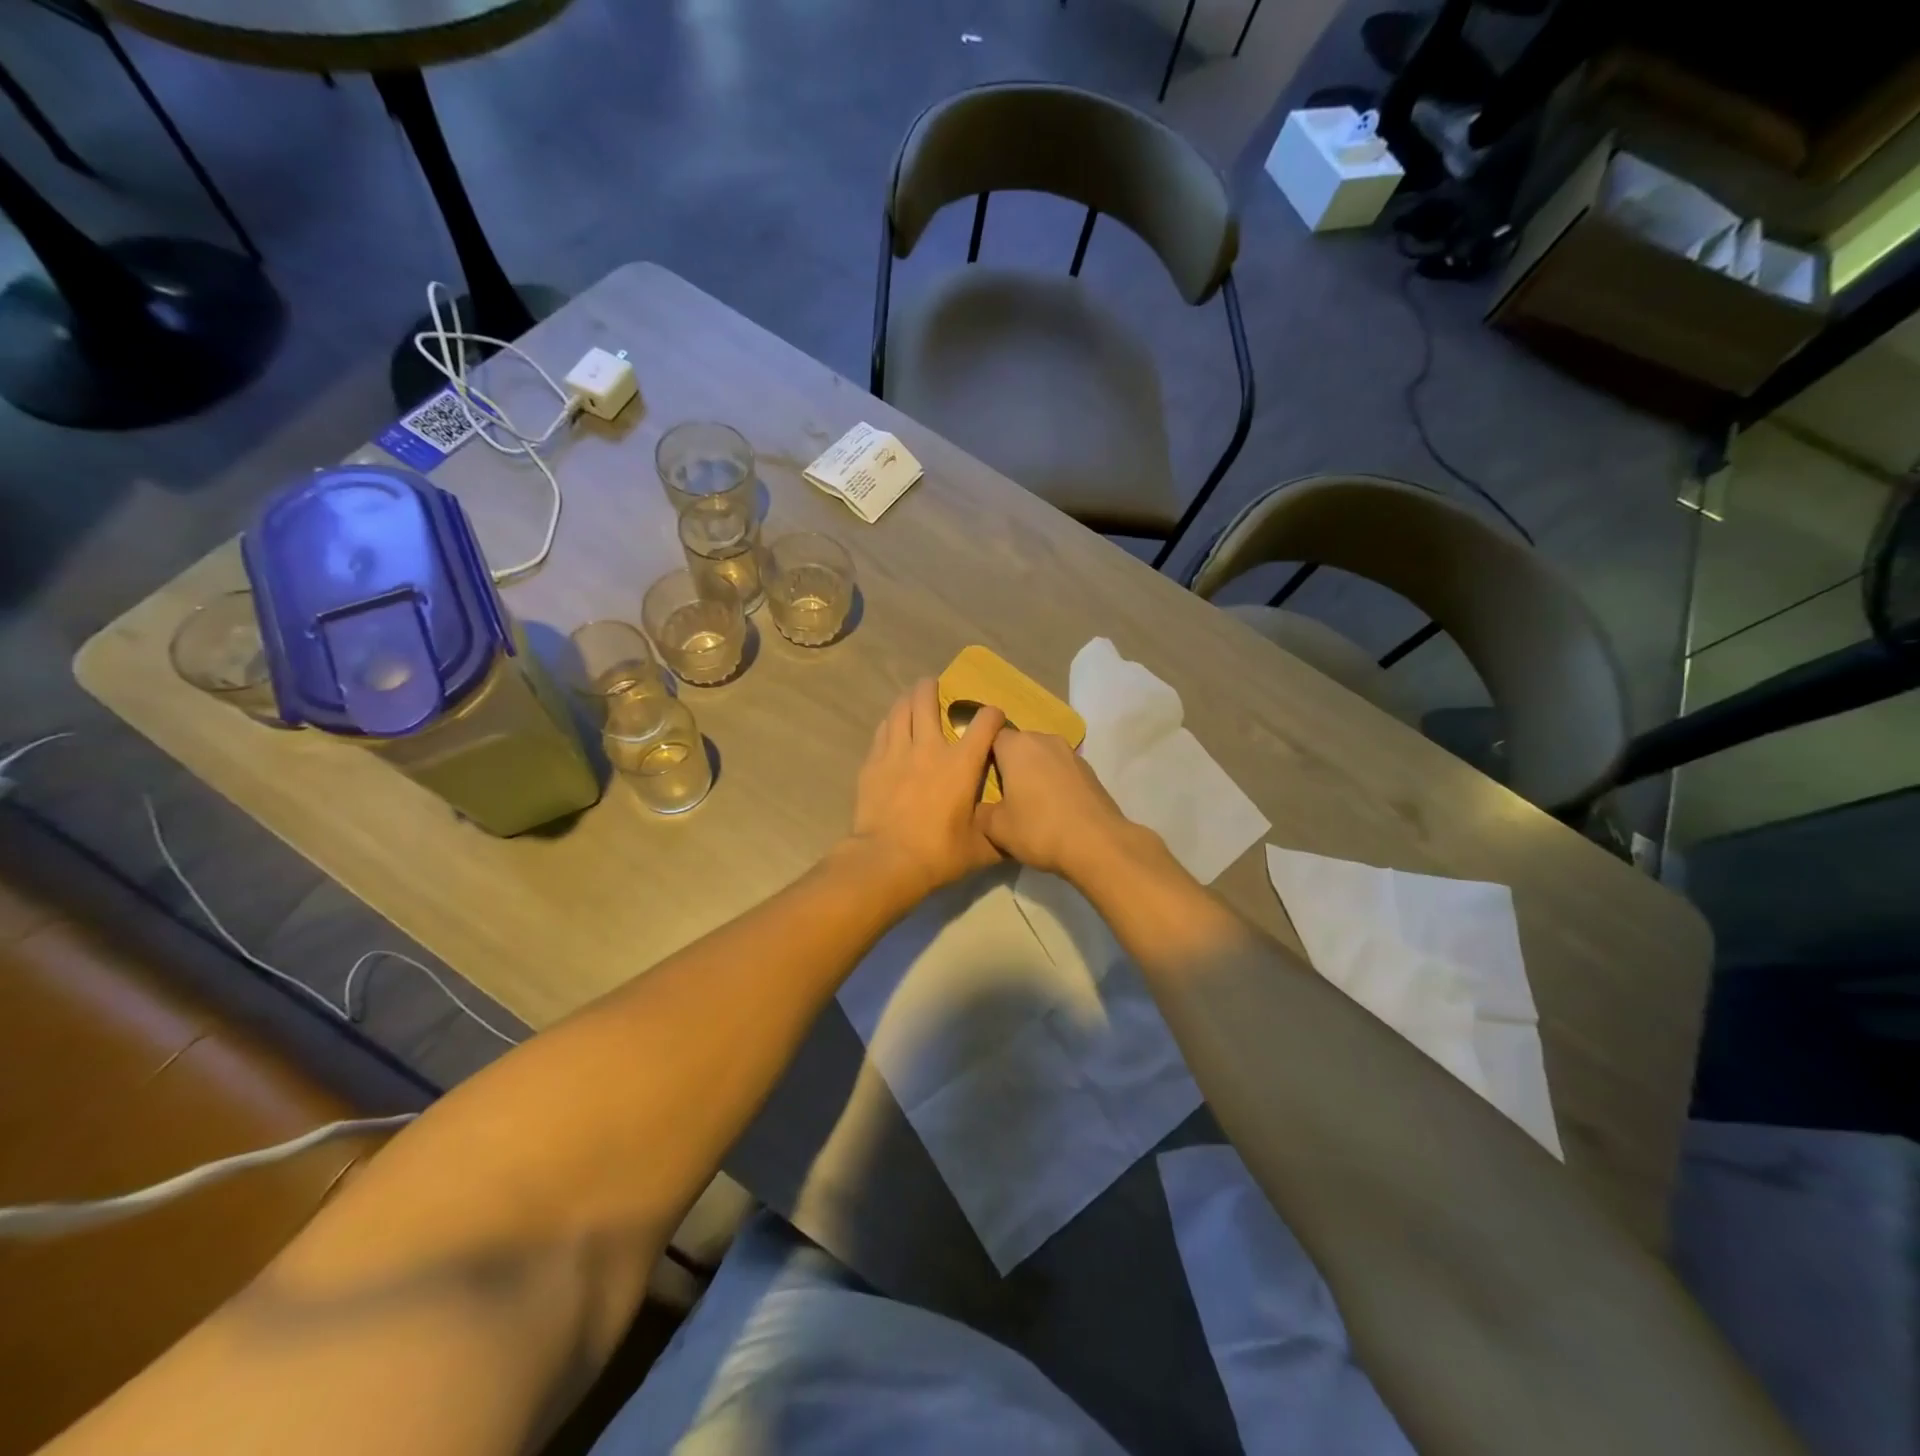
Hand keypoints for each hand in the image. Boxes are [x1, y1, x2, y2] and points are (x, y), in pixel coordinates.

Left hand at [843, 679, 1004, 903]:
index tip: (995, 718)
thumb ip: (999, 832)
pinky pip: (882, 730)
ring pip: (900, 709)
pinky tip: (892, 725)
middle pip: (928, 700)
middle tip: (936, 686)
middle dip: (933, 688)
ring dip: (908, 698)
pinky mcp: (873, 763)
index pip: (984, 723)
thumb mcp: (981, 848)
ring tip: (913, 696)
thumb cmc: (939, 854)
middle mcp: (929, 747)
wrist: (886, 861)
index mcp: (961, 764)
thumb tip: (1016, 827)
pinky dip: (891, 722)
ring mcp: (896, 752)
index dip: (993, 715)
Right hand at [976, 728, 1144, 881]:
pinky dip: (1054, 783)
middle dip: (1009, 764)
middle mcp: (1045, 740)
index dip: (983, 755)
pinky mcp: (1090, 771)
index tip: (979, 777)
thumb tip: (982, 808)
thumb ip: (981, 812)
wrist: (1098, 844)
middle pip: (1018, 745)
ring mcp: (1071, 754)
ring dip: (1034, 773)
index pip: (990, 736)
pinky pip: (1062, 770)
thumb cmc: (1039, 829)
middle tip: (1002, 794)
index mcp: (1017, 746)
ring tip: (1029, 803)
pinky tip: (1054, 809)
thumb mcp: (996, 828)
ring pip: (1042, 757)